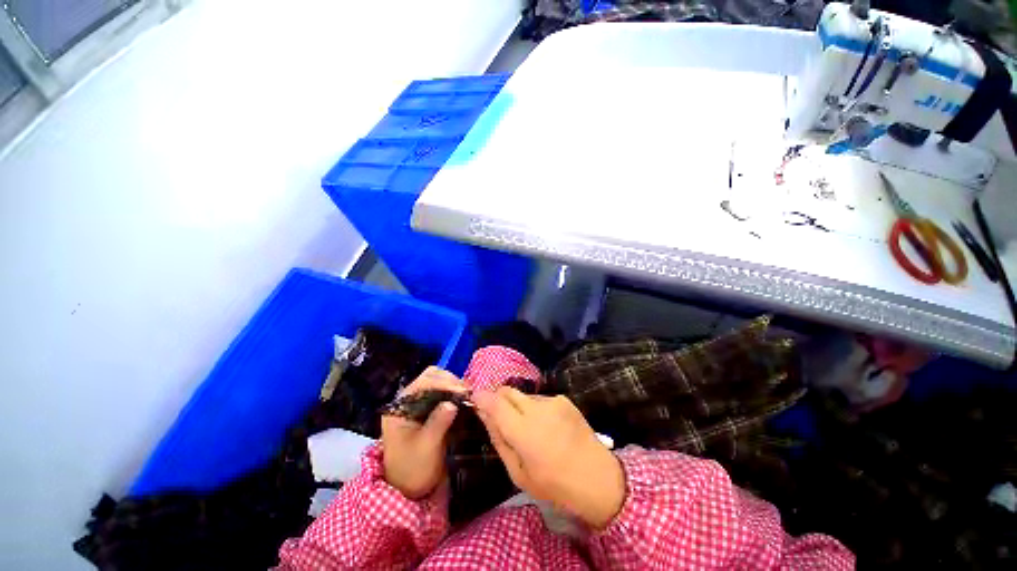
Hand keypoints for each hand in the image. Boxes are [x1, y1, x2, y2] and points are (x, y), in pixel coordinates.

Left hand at [381, 367, 465, 498]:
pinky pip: (442, 392)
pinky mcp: (428, 409)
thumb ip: (438, 424)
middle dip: (450, 380)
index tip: (463, 391)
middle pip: (430, 377)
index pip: (422, 383)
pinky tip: (463, 400)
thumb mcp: (425, 448)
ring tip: (467, 395)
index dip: (444, 383)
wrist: (408, 489)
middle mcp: (408, 400)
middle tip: (466, 392)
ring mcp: (418, 403)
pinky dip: (454, 392)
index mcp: (399, 408)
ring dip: (453, 385)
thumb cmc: (412, 470)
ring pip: (437, 381)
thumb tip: (452, 403)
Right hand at [473, 387, 625, 528]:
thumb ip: (499, 440)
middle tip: (500, 417)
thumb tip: (484, 415)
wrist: (598, 478)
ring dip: (518, 406)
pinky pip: (540, 399)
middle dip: (498, 399)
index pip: (495, 402)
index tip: (474, 399)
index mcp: (524, 431)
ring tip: (529, 428)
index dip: (481, 397)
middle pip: (508, 391)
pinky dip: (535, 409)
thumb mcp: (518, 473)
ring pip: (523, 395)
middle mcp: (537, 409)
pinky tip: (547, 427)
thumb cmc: (554, 484)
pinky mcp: (564, 399)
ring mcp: (552, 401)